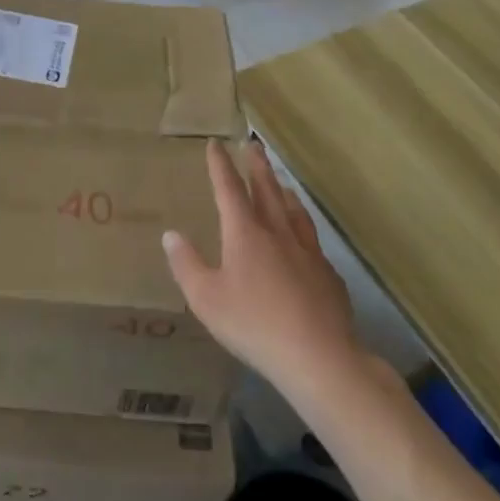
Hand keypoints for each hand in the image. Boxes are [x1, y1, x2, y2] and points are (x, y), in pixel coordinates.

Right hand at [164, 139, 365, 401]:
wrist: (319, 357)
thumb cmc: (254, 324)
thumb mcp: (206, 298)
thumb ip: (187, 265)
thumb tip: (171, 235)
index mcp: (245, 233)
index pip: (229, 189)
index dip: (220, 165)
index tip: (216, 143)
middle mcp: (277, 233)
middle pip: (266, 190)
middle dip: (257, 166)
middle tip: (254, 145)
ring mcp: (307, 252)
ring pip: (294, 211)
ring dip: (284, 192)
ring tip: (281, 183)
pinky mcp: (328, 275)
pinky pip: (312, 241)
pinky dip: (303, 228)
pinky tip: (306, 240)